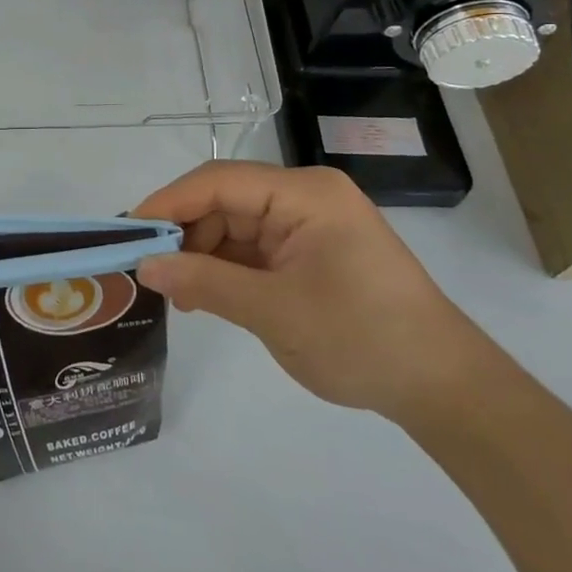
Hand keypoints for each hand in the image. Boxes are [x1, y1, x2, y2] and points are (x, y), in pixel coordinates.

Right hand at [133, 162, 488, 421]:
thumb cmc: (362, 339)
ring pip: (234, 225)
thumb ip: (205, 282)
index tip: (127, 233)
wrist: (444, 389)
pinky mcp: (310, 252)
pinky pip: (253, 248)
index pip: (218, 182)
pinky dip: (226, 269)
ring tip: (176, 294)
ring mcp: (308, 224)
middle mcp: (304, 197)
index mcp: (304, 193)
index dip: (168, 204)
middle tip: (148, 273)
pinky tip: (203, 295)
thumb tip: (144, 265)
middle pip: (224, 201)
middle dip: (185, 234)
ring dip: (203, 255)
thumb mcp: (274, 311)